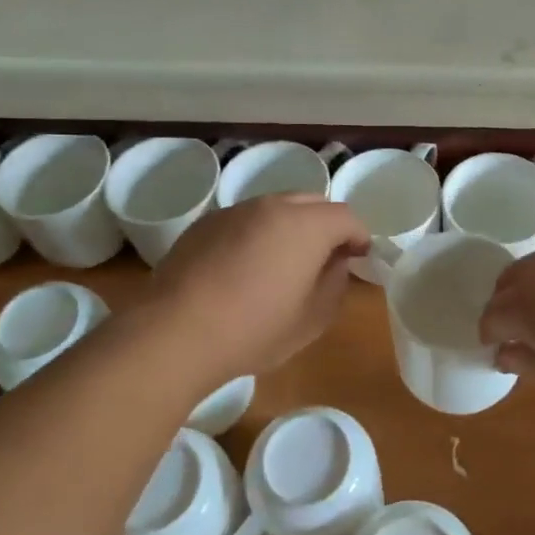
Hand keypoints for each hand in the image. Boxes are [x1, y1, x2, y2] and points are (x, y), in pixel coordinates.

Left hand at [144, 195, 368, 382]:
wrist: (175, 331)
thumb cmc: (254, 329)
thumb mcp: (312, 319)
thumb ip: (335, 284)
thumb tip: (336, 263)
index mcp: (306, 225)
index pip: (346, 217)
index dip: (359, 236)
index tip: (359, 258)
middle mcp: (273, 206)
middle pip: (313, 203)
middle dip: (327, 225)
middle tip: (326, 257)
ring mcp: (236, 210)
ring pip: (277, 207)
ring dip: (291, 226)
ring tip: (284, 261)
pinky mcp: (206, 223)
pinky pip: (246, 219)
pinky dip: (258, 233)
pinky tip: (246, 266)